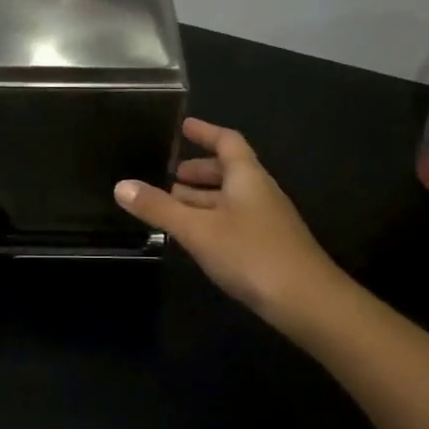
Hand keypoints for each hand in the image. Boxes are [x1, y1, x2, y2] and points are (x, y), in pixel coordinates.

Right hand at [116, 118, 342, 329]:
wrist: (307, 302)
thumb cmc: (251, 254)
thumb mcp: (198, 229)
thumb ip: (159, 208)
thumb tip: (121, 185)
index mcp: (247, 177)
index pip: (227, 142)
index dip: (205, 132)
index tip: (183, 126)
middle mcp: (259, 192)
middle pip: (228, 171)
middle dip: (198, 171)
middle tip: (168, 174)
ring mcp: (266, 221)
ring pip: (229, 200)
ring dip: (202, 198)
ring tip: (171, 205)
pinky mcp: (267, 247)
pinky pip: (233, 222)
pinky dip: (211, 220)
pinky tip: (194, 237)